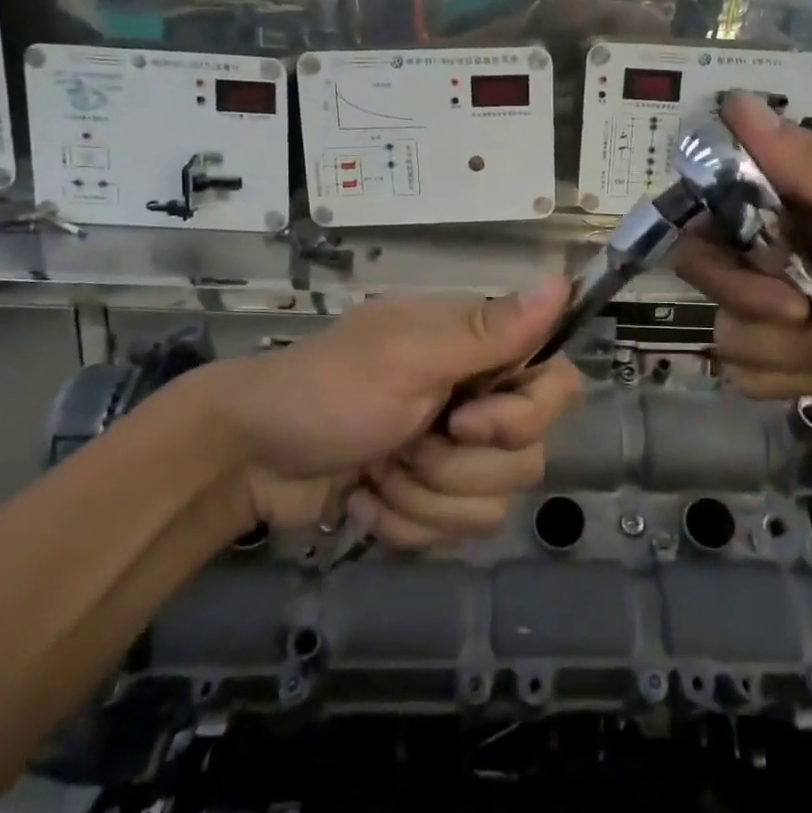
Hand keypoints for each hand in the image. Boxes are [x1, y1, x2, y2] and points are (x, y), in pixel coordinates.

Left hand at [172, 278, 580, 547]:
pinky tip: (365, 497)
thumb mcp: (407, 355)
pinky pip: (454, 532)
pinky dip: (403, 522)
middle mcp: (479, 400)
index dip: (523, 416)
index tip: (463, 420)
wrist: (249, 458)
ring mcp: (455, 455)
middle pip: (528, 457)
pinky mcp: (431, 500)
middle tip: (403, 442)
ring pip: (492, 505)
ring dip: (422, 496)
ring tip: (375, 470)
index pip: (558, 386)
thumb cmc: (326, 392)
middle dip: (455, 466)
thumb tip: (562, 280)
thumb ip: (488, 331)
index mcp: (480, 352)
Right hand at [674, 95, 811, 391]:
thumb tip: (733, 100)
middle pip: (711, 294)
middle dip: (775, 322)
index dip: (721, 263)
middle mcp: (768, 248)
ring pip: (737, 345)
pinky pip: (760, 379)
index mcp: (781, 201)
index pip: (697, 226)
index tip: (781, 275)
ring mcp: (780, 303)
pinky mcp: (794, 350)